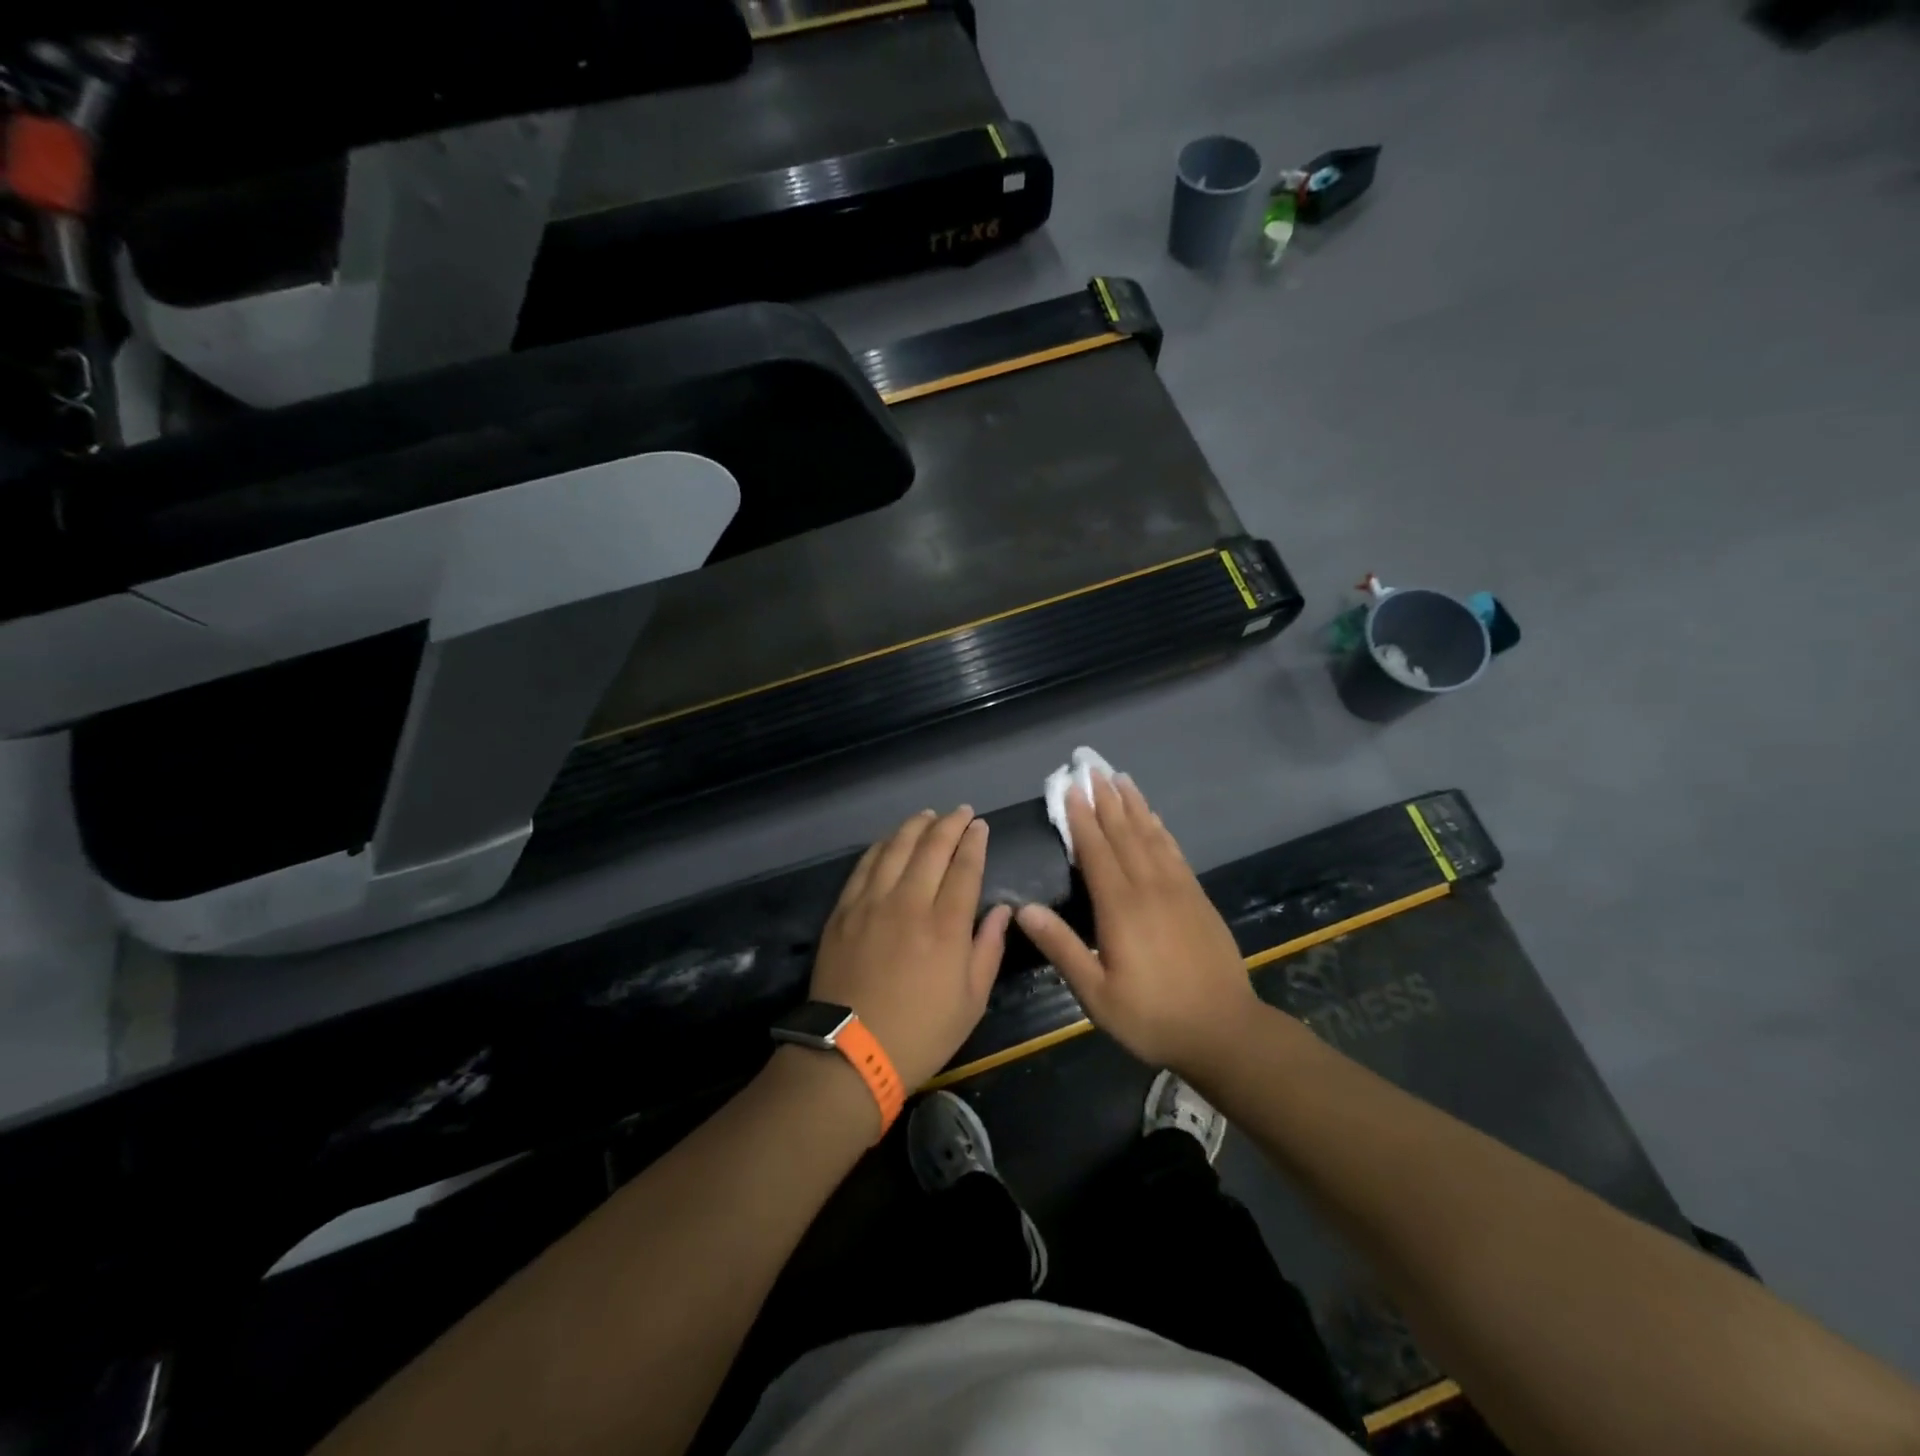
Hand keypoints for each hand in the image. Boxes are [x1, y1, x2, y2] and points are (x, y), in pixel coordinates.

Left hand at [810, 807, 1011, 1089]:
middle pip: (931, 848)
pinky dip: (881, 846)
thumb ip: (989, 949)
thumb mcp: (971, 1001)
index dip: (975, 842)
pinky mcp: (844, 911)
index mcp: (946, 926)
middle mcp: (909, 903)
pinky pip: (864, 866)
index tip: (980, 826)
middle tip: (961, 812)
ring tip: (928, 816)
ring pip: (895, 848)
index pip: (965, 868)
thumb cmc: (920, 1033)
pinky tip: (889, 840)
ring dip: (915, 827)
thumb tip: (1003, 910)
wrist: (850, 1053)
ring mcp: (872, 903)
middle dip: (950, 824)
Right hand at [1016, 774, 1257, 1077]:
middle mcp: (1149, 888)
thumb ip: (1062, 948)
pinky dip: (1161, 831)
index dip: (1080, 817)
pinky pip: (1175, 853)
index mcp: (1120, 908)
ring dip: (1134, 806)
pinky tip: (1155, 819)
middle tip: (1092, 768)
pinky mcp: (1198, 899)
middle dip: (1105, 800)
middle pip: (1124, 833)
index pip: (1096, 851)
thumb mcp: (1096, 993)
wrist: (1225, 1031)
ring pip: (1151, 836)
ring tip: (1121, 778)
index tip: (1069, 787)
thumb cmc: (1152, 1017)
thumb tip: (1024, 909)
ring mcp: (1178, 890)